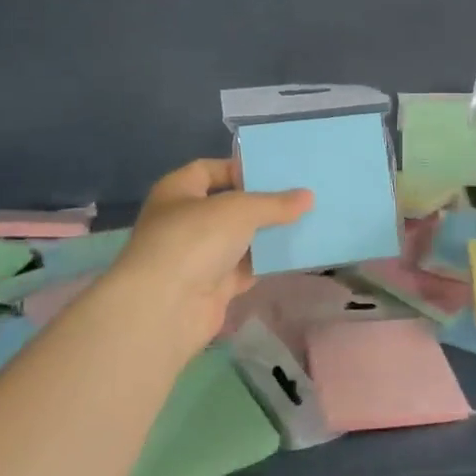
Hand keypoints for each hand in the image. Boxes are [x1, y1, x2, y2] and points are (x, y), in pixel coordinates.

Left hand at [109, 158, 311, 354]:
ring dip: (267, 234)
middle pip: (228, 206)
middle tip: (299, 196)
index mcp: (177, 191)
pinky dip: (266, 263)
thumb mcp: (240, 210)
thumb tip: (308, 197)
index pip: (209, 169)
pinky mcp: (212, 286)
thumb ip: (275, 203)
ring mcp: (198, 256)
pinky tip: (295, 254)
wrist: (166, 307)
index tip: (275, 172)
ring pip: (239, 239)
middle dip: (261, 203)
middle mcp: (184, 221)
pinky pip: (245, 268)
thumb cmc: (195, 240)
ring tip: (306, 221)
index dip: (240, 168)